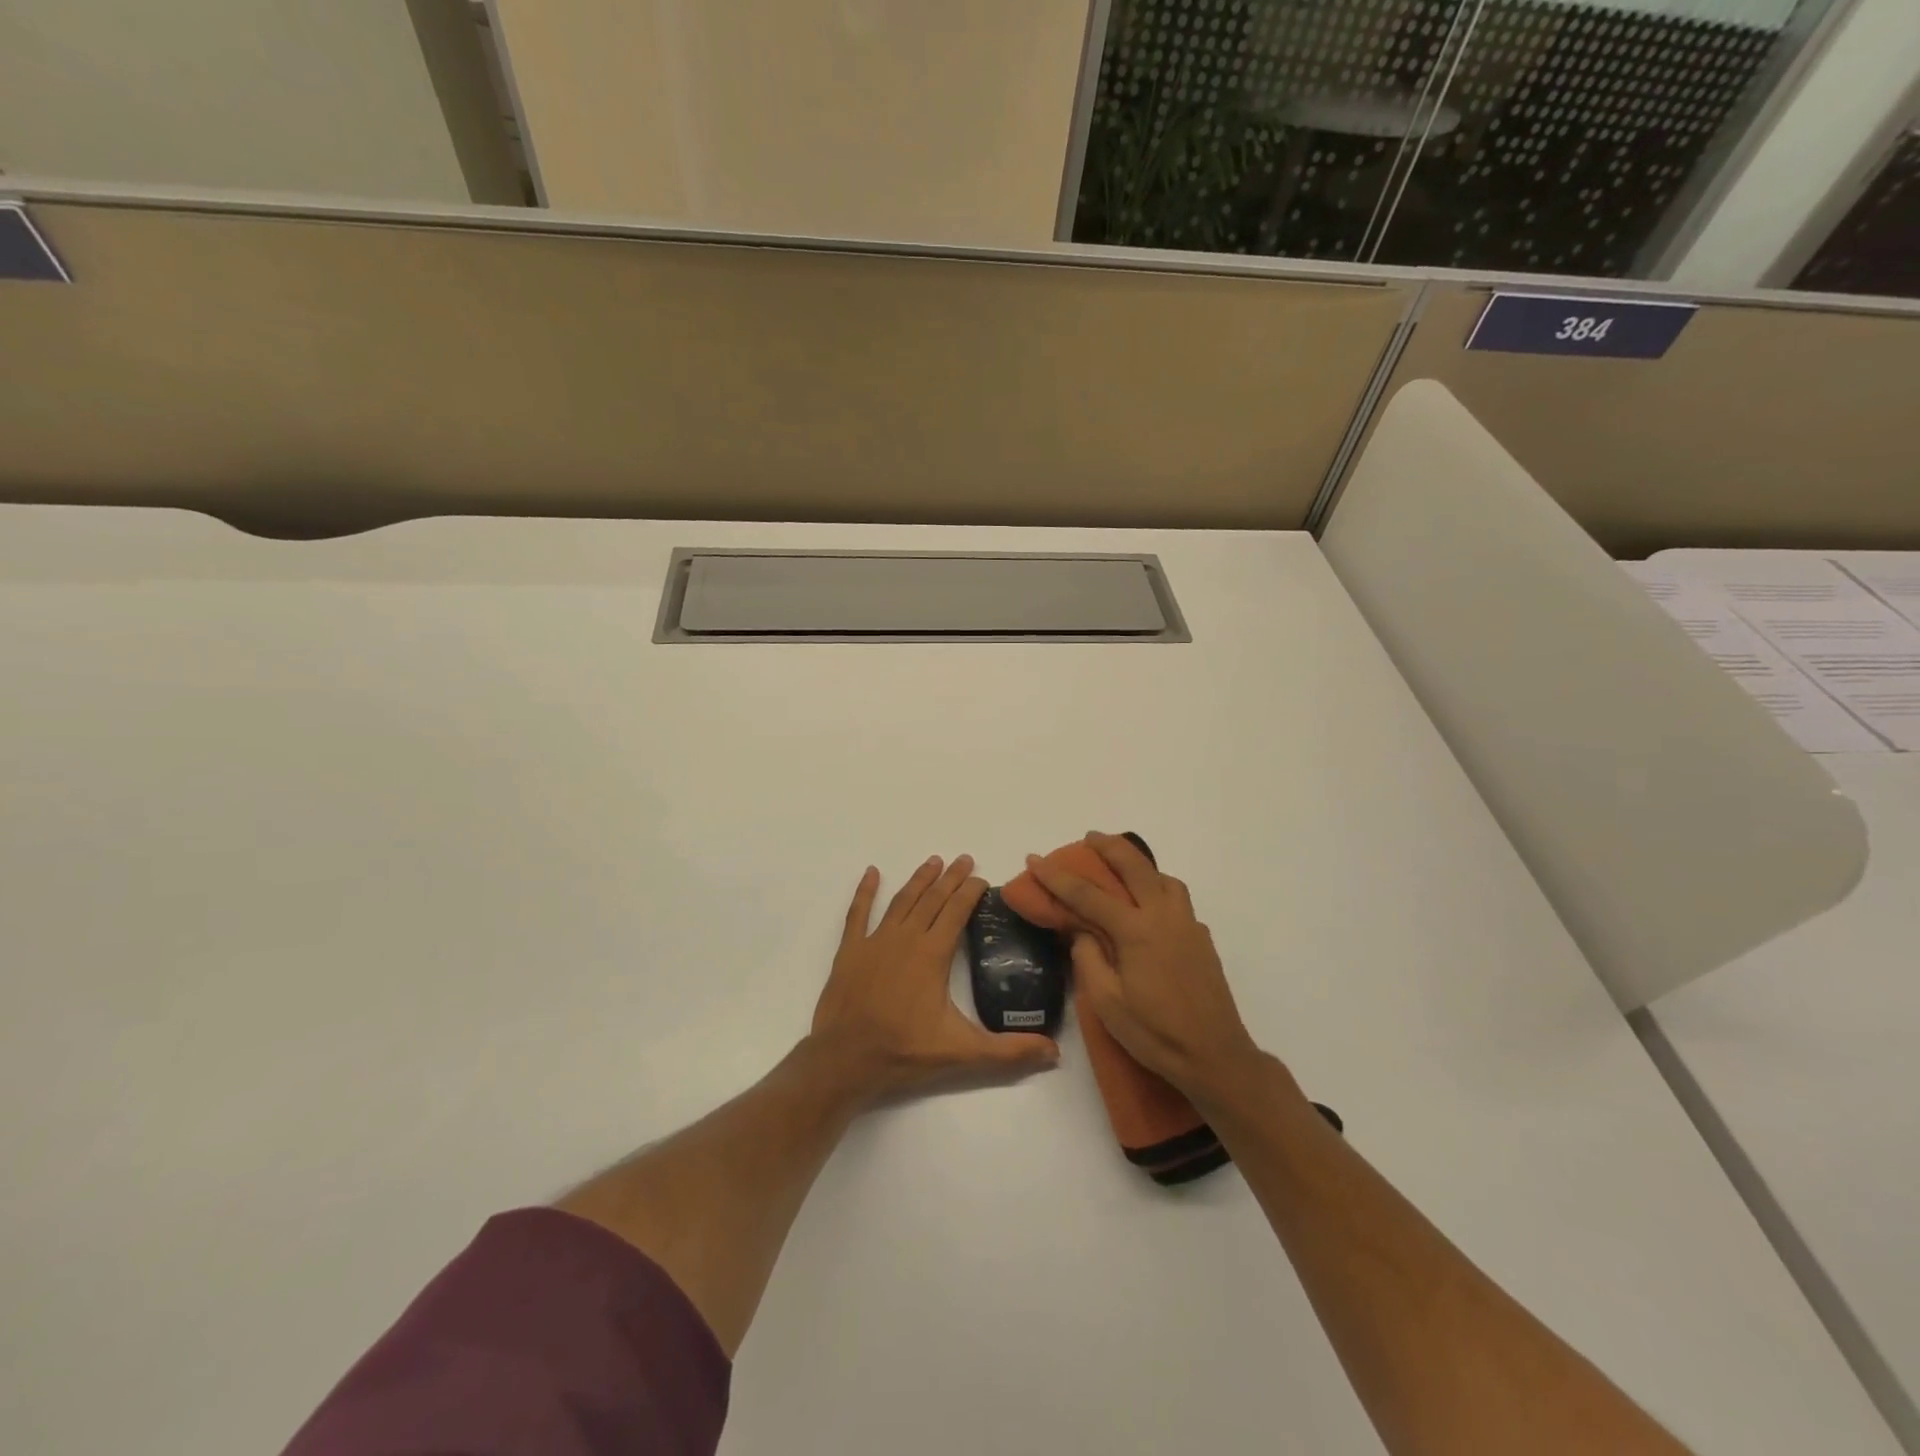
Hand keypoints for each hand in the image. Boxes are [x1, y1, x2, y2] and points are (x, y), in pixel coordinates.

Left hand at [812, 855, 1058, 1106]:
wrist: (845, 1060)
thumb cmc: (904, 1052)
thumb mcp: (963, 1053)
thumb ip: (1009, 1051)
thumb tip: (1055, 1052)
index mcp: (933, 954)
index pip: (956, 912)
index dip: (970, 892)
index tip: (982, 878)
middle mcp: (906, 938)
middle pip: (932, 899)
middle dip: (951, 878)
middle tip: (964, 859)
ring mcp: (875, 941)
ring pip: (902, 901)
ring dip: (919, 880)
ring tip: (933, 861)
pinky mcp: (850, 950)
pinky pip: (858, 913)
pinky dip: (865, 892)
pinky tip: (872, 873)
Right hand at [1025, 832, 1266, 1107]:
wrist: (1215, 1057)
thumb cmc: (1155, 1034)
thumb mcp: (1107, 1003)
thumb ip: (1088, 959)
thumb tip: (1082, 932)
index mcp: (1136, 931)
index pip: (1088, 894)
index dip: (1057, 876)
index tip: (1035, 859)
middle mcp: (1164, 917)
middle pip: (1134, 866)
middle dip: (1108, 846)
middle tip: (1089, 837)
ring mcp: (1187, 925)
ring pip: (1163, 878)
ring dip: (1139, 864)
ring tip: (1121, 869)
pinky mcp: (1201, 938)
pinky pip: (1177, 898)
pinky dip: (1158, 887)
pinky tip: (1148, 907)